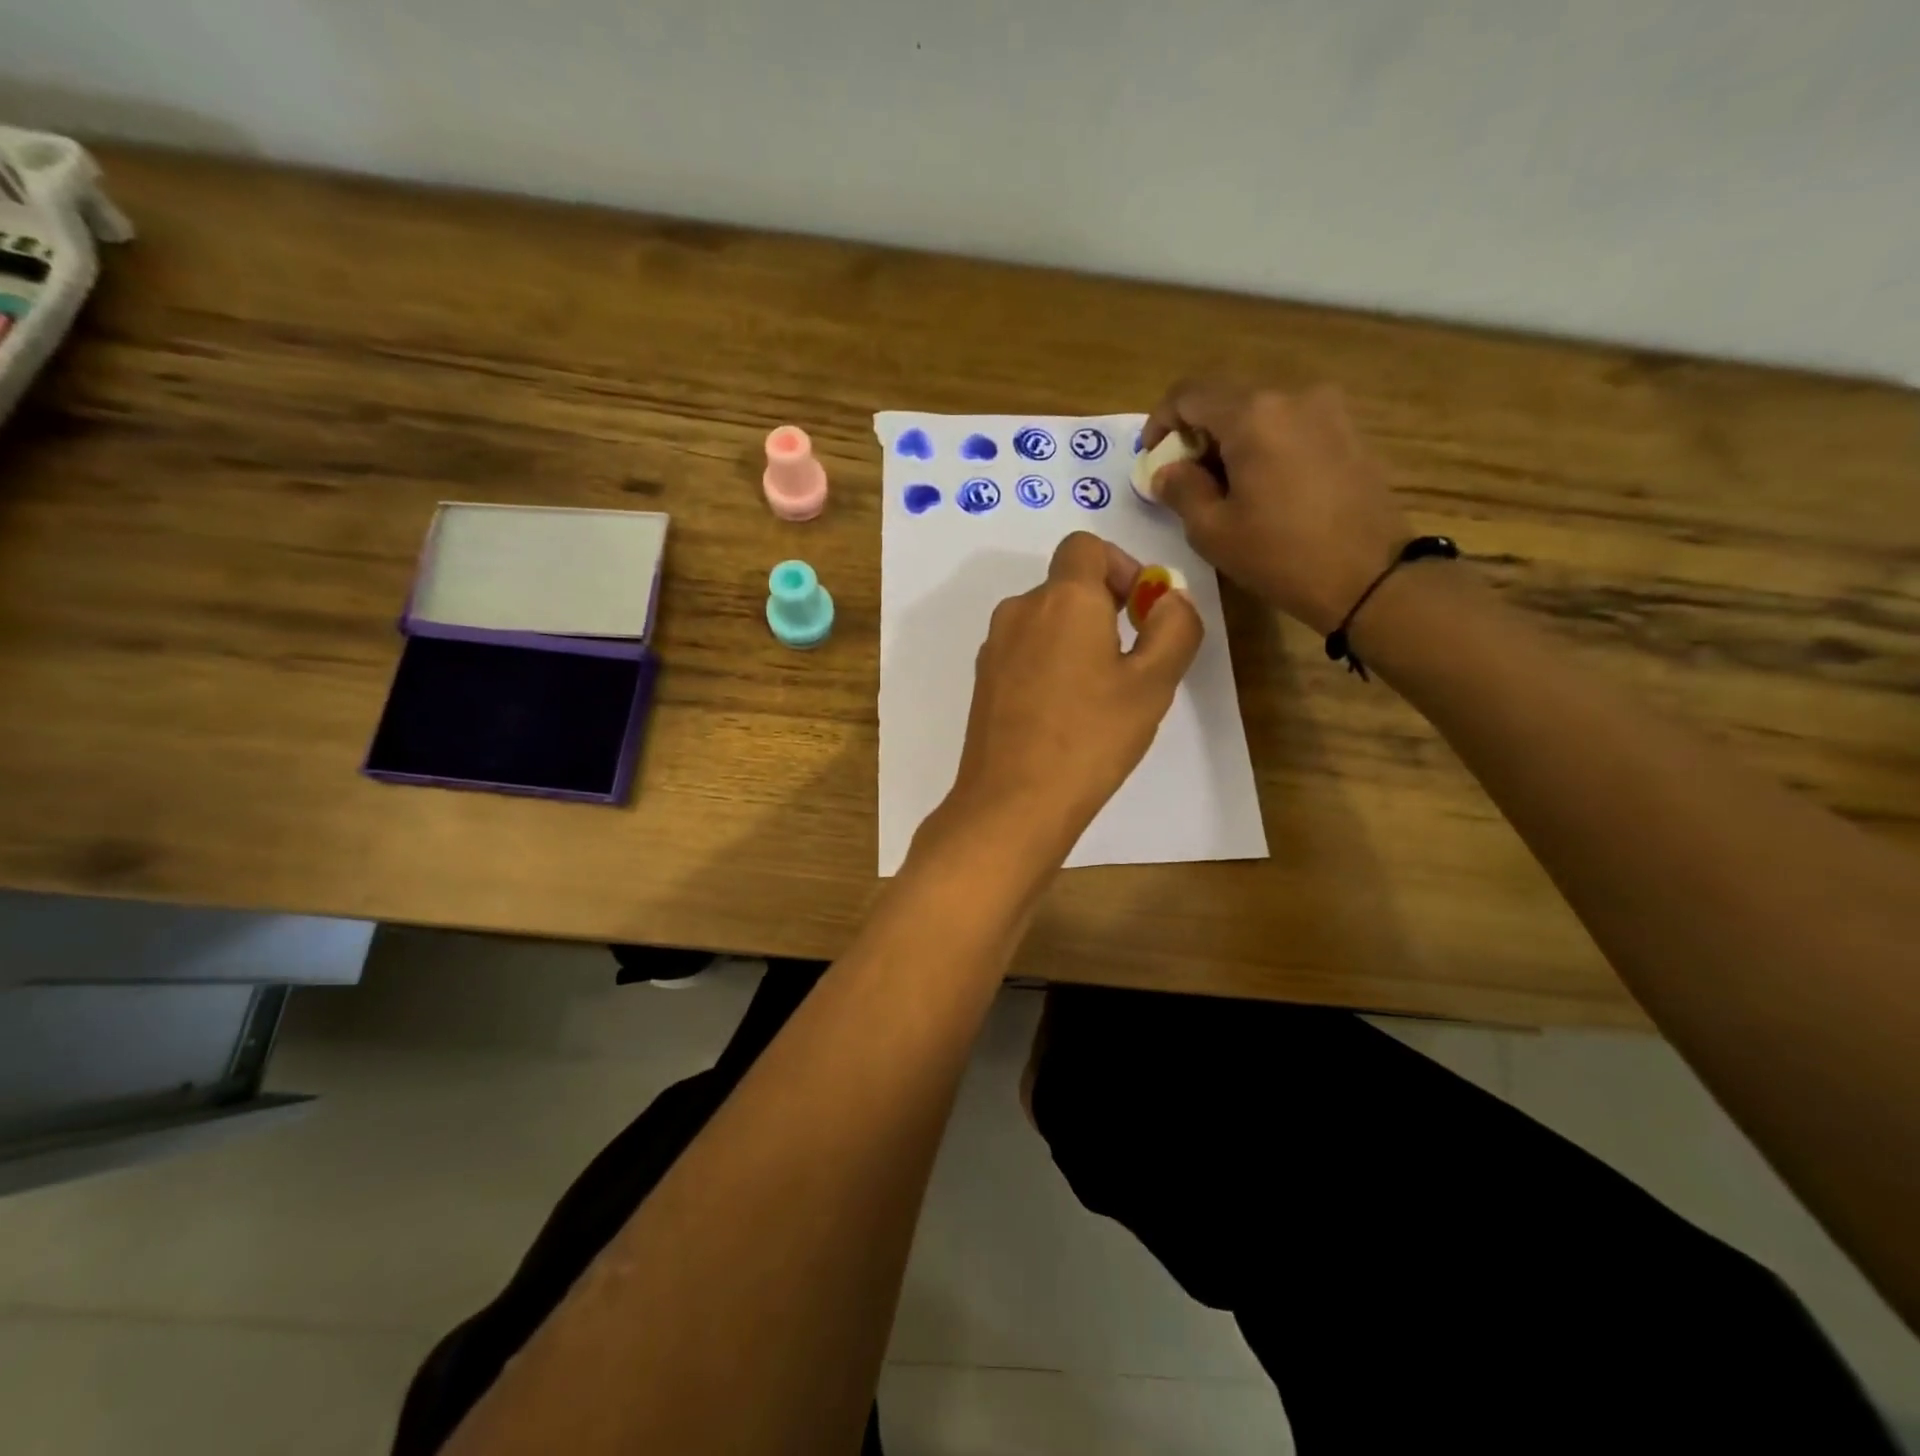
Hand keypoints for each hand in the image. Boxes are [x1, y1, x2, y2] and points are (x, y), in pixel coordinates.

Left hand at [924, 532, 1203, 873]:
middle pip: (1066, 585)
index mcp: (1062, 598)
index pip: (1086, 546)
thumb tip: (1169, 598)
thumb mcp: (1153, 684)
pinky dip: (1049, 663)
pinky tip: (1064, 713)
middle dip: (1104, 607)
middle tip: (1132, 660)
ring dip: (1077, 639)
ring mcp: (995, 647)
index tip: (1141, 609)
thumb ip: (1174, 628)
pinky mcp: (983, 681)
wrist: (1012, 802)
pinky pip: (1024, 652)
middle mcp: (1020, 610)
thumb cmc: (1091, 738)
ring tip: (1100, 693)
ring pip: (1045, 621)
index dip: (1120, 565)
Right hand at [1143, 379, 1410, 633]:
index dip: (1160, 422)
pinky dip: (1264, 446)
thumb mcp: (1213, 531)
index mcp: (1253, 414)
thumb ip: (1181, 490)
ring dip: (1231, 441)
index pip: (1189, 394)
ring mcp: (1328, 409)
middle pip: (1227, 399)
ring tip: (1224, 489)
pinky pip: (1290, 426)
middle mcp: (1292, 396)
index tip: (1150, 458)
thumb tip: (1166, 471)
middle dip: (1197, 434)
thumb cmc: (1281, 556)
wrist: (1370, 577)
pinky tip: (1263, 488)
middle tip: (1184, 480)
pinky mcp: (1348, 431)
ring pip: (1260, 412)